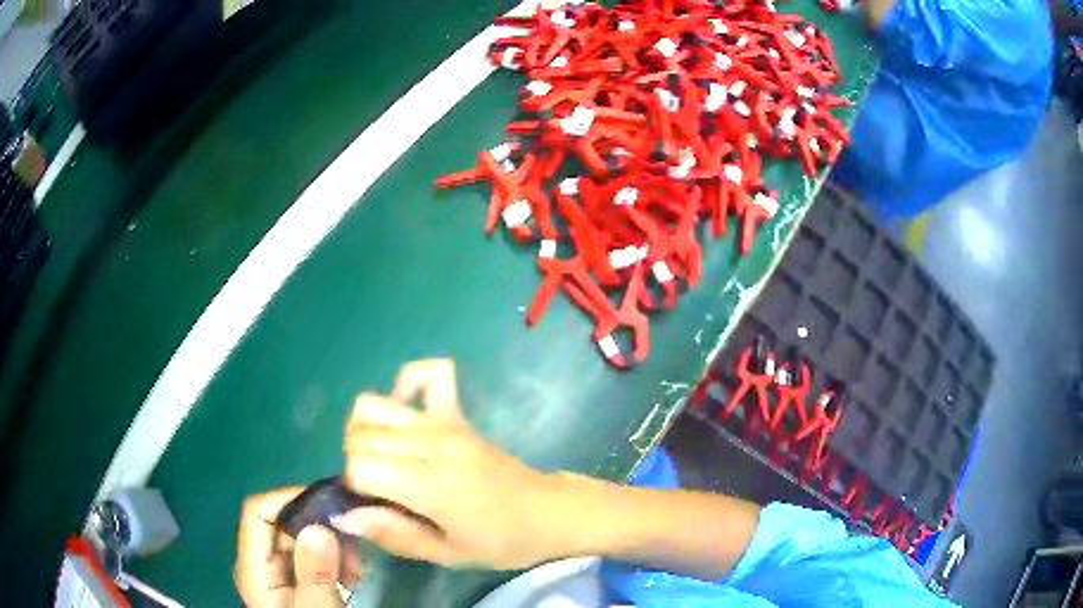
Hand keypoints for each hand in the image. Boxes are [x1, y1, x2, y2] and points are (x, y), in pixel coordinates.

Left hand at [235, 488, 363, 606]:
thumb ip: (314, 575)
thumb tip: (318, 527)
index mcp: (253, 568)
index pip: (258, 513)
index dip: (290, 501)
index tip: (332, 508)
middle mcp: (259, 561)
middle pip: (280, 522)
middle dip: (319, 527)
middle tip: (355, 546)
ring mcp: (276, 570)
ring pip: (299, 537)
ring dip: (331, 544)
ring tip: (357, 568)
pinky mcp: (293, 578)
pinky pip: (310, 554)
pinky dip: (332, 557)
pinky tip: (351, 575)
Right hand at [332, 359, 567, 569]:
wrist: (547, 513)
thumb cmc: (500, 542)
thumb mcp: (446, 554)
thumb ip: (393, 534)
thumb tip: (343, 516)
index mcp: (433, 486)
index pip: (360, 466)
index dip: (355, 489)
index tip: (375, 507)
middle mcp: (434, 444)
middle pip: (360, 435)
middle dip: (356, 463)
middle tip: (383, 491)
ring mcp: (446, 422)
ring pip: (373, 405)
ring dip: (364, 431)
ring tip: (385, 458)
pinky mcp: (457, 413)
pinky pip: (428, 373)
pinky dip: (406, 384)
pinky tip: (405, 414)